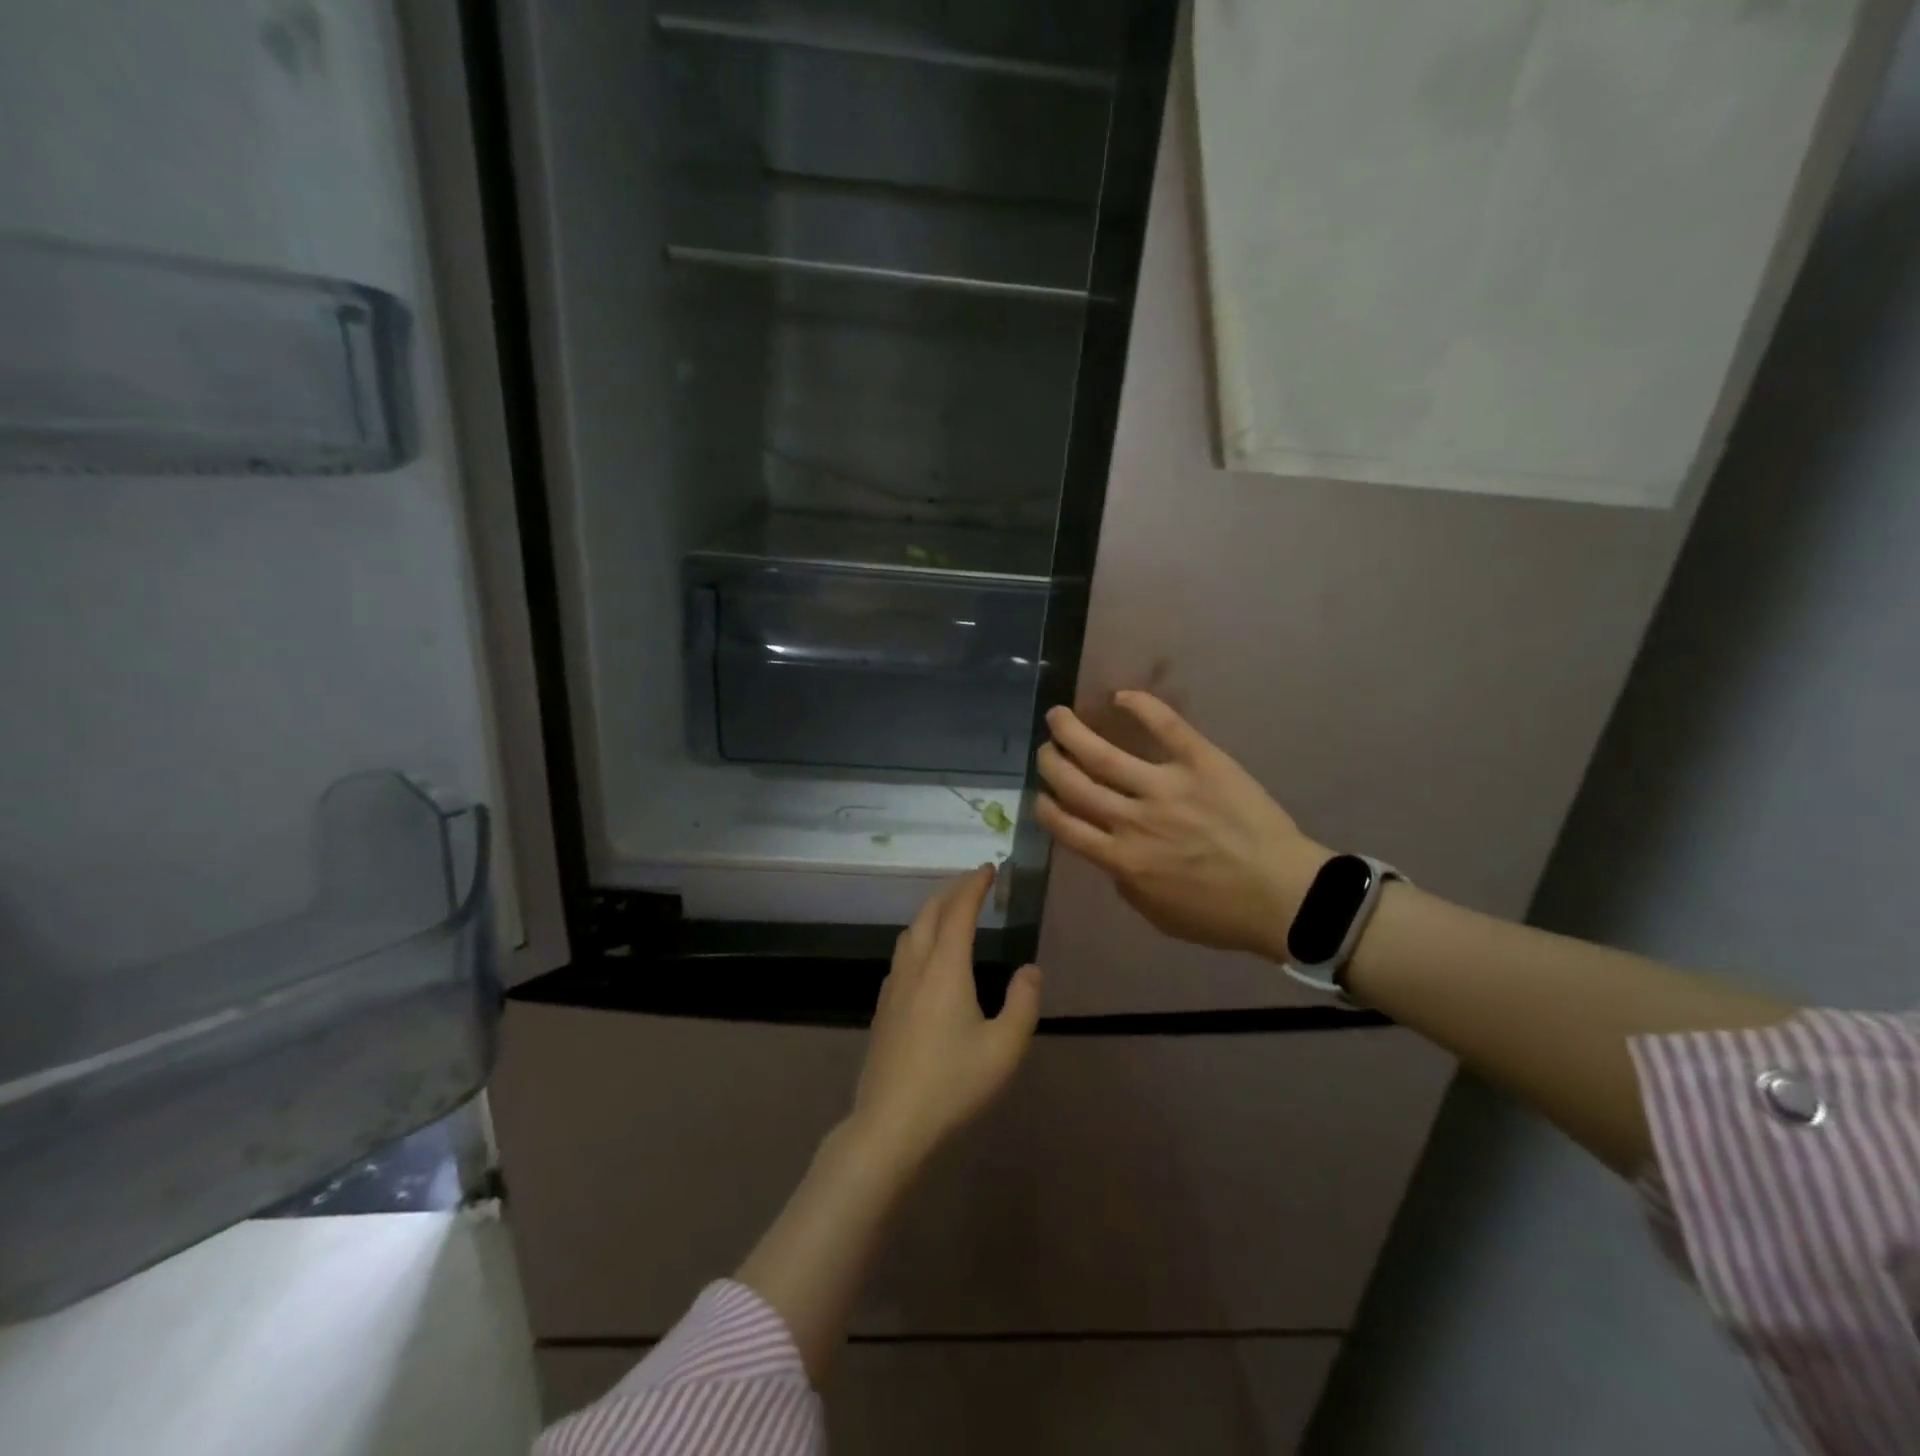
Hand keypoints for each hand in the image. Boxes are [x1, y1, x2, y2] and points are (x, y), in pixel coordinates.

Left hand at [847, 866, 1041, 1172]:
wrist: (890, 1125)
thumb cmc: (953, 1084)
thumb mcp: (1004, 1049)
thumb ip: (1023, 1003)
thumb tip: (1029, 969)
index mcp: (945, 968)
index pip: (958, 911)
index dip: (974, 885)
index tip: (989, 868)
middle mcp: (915, 968)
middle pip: (929, 913)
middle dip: (951, 891)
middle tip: (973, 883)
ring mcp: (893, 988)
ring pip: (910, 933)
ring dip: (931, 912)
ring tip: (951, 913)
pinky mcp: (882, 1009)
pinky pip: (901, 955)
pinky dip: (918, 938)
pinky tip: (926, 959)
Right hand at [1036, 691, 1327, 960]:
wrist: (1285, 897)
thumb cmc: (1221, 915)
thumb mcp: (1158, 915)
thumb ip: (1125, 883)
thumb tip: (1110, 856)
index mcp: (1121, 859)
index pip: (1065, 825)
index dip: (1045, 806)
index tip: (1041, 795)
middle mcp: (1133, 820)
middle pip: (1074, 784)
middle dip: (1051, 763)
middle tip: (1047, 750)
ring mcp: (1166, 787)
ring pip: (1103, 754)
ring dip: (1072, 732)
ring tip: (1059, 716)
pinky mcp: (1201, 762)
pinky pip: (1165, 726)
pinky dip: (1140, 706)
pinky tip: (1119, 696)